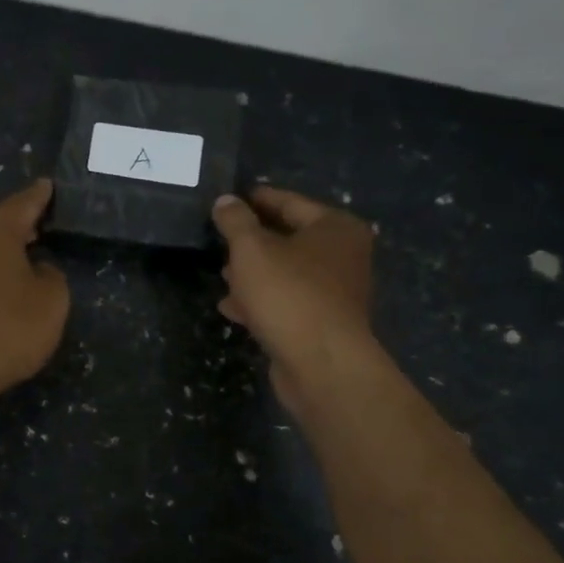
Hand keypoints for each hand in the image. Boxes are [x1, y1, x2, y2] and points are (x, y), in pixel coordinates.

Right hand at [211, 186, 378, 415]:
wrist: (320, 364)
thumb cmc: (289, 293)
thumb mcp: (252, 249)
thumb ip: (235, 221)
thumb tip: (226, 200)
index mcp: (335, 228)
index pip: (290, 202)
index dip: (257, 199)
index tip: (229, 198)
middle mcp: (343, 256)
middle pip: (289, 238)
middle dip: (253, 240)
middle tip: (220, 238)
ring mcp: (335, 293)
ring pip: (286, 273)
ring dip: (253, 273)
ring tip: (222, 274)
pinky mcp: (322, 323)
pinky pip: (286, 302)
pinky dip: (261, 301)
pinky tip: (231, 307)